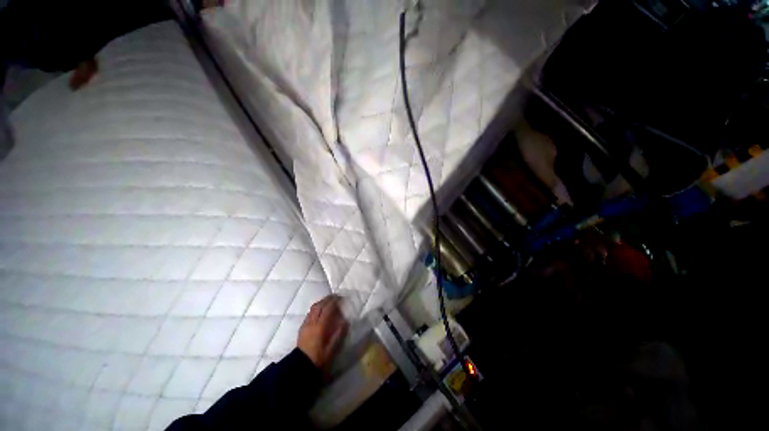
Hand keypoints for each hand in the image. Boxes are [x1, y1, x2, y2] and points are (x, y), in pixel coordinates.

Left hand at [297, 295, 348, 368]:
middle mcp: (312, 322)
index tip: (341, 298)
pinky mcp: (302, 327)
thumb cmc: (318, 359)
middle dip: (328, 299)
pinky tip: (320, 309)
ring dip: (322, 302)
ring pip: (314, 308)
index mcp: (320, 327)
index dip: (335, 302)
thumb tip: (346, 321)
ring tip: (329, 300)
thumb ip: (339, 334)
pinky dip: (316, 307)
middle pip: (320, 305)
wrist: (300, 366)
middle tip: (336, 296)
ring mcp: (306, 324)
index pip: (328, 309)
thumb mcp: (331, 349)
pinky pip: (310, 313)